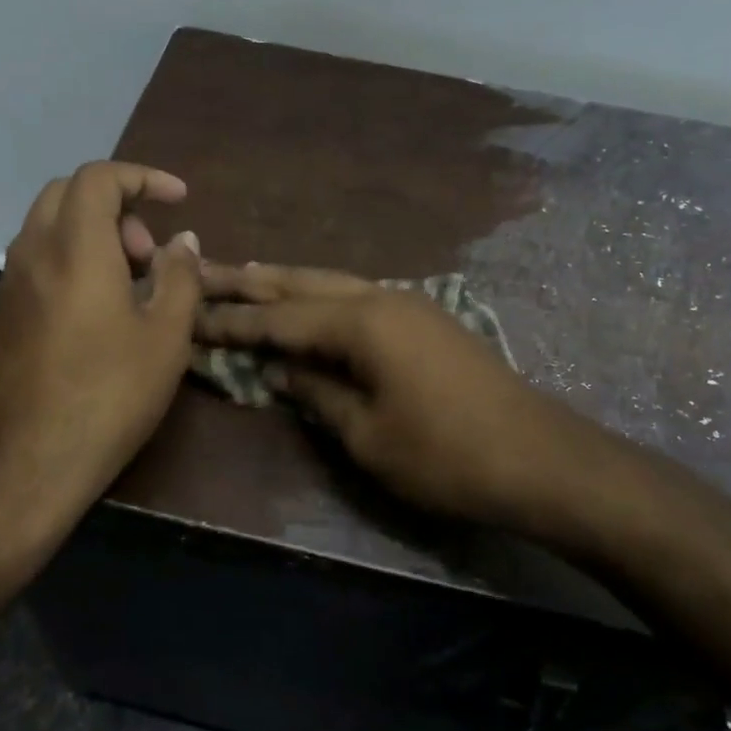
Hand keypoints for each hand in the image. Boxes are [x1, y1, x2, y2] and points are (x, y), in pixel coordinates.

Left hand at [0, 161, 201, 552]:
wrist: (27, 461)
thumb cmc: (109, 395)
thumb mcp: (165, 337)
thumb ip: (179, 277)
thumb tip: (183, 241)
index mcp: (76, 247)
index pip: (100, 177)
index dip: (143, 177)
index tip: (179, 199)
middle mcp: (33, 251)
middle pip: (68, 193)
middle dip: (116, 204)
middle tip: (149, 251)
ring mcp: (10, 283)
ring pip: (48, 225)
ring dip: (93, 233)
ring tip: (131, 282)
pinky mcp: (1, 313)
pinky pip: (37, 259)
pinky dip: (71, 258)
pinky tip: (98, 309)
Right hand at [196, 264, 584, 530]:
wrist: (540, 458)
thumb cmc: (446, 455)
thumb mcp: (367, 436)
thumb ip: (318, 393)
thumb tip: (281, 369)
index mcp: (362, 322)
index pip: (280, 318)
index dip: (233, 320)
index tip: (190, 314)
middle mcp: (382, 297)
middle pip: (303, 283)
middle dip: (252, 282)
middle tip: (205, 272)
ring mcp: (410, 304)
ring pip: (333, 283)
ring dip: (288, 283)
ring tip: (246, 276)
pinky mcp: (427, 320)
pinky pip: (359, 298)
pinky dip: (323, 298)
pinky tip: (310, 304)